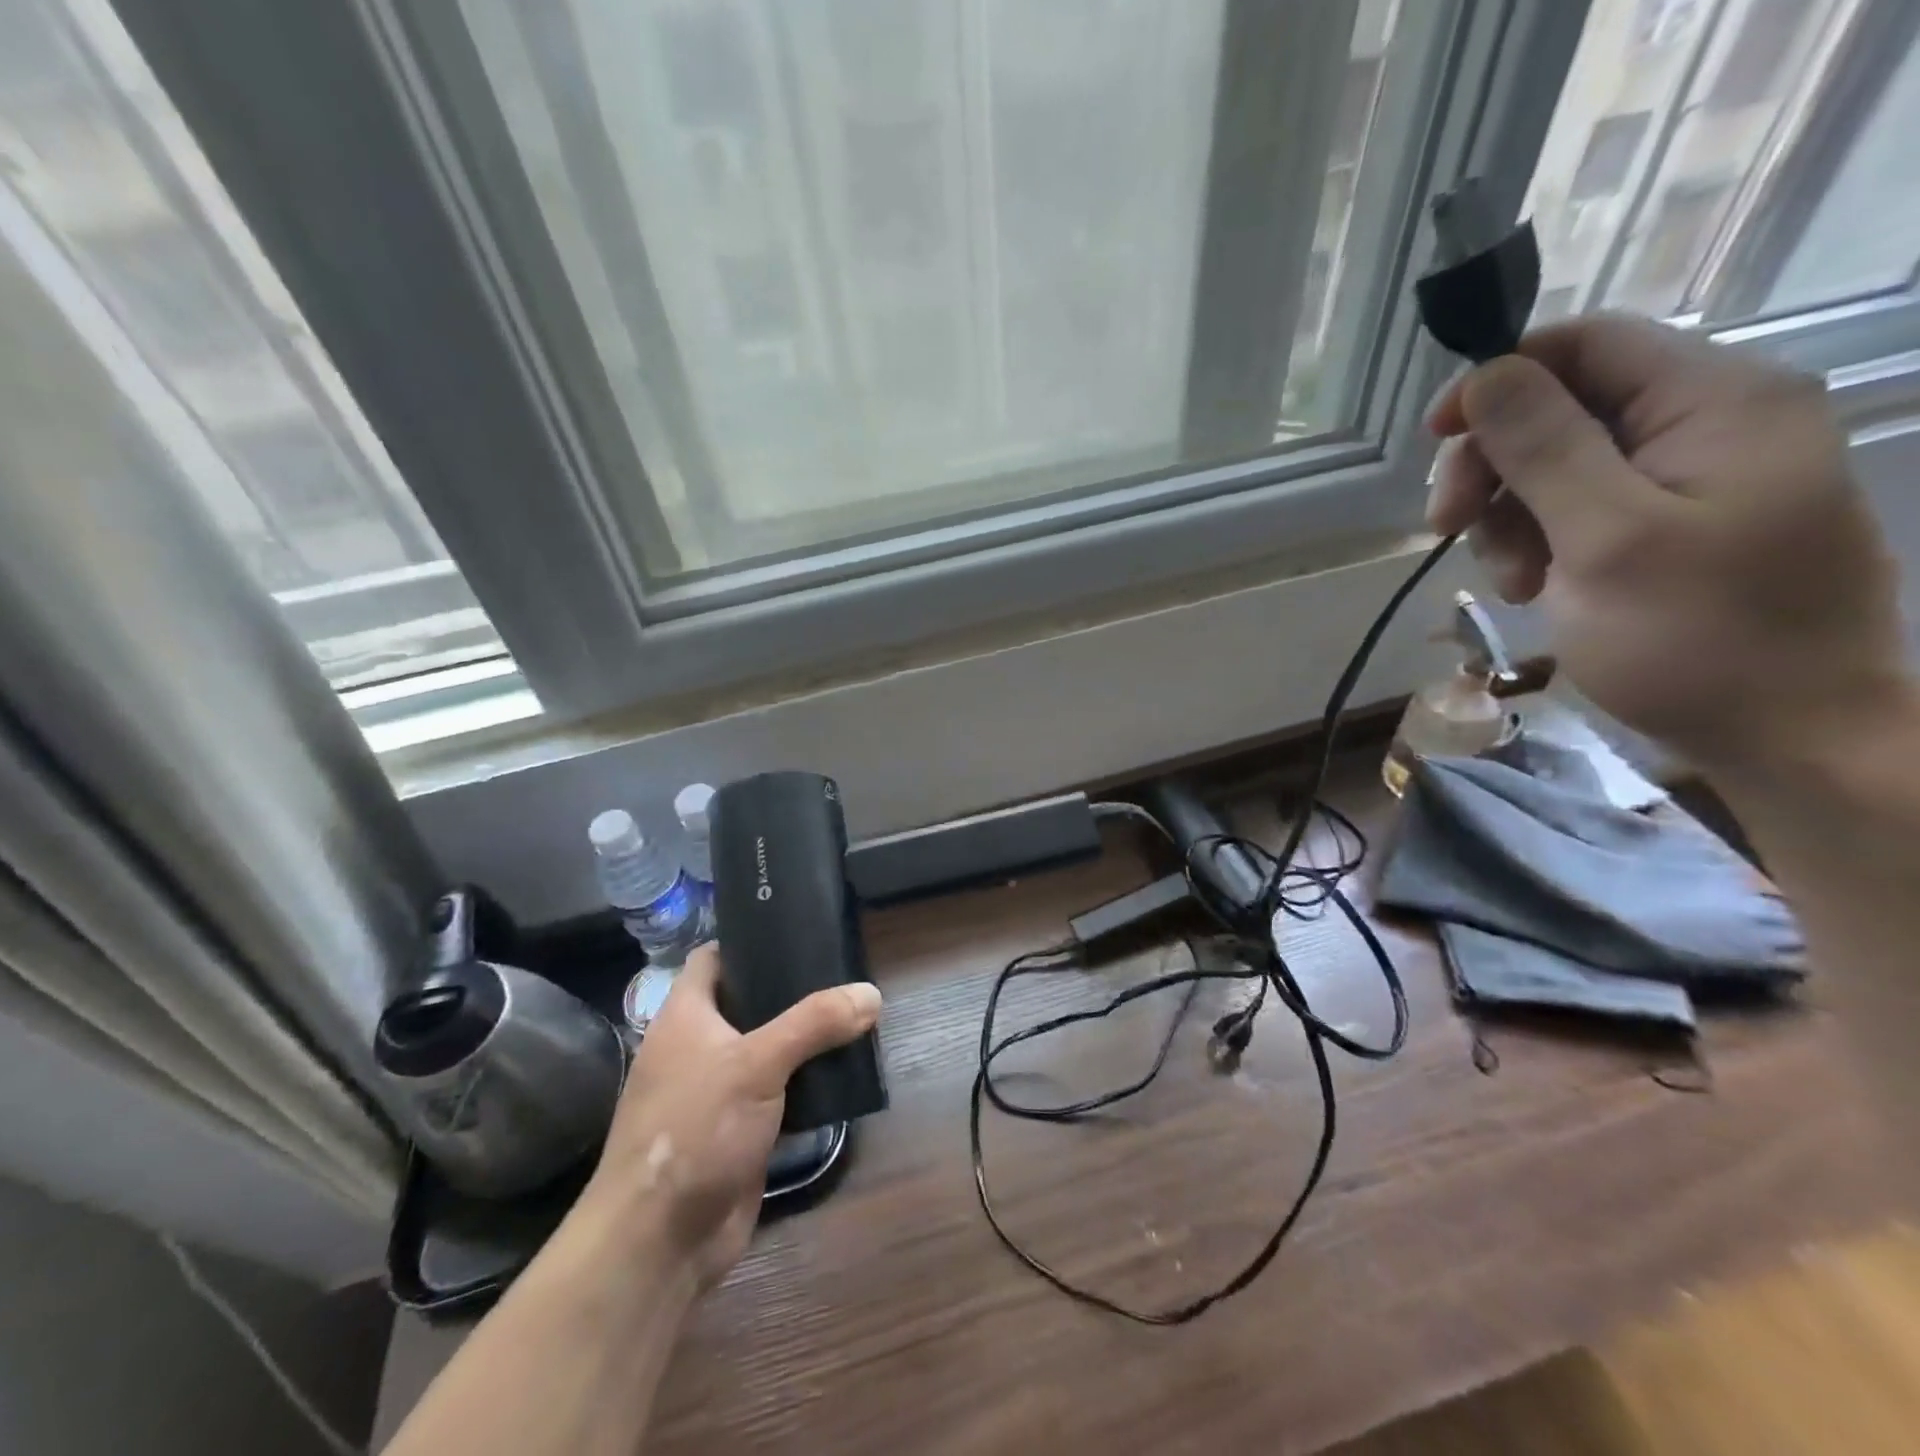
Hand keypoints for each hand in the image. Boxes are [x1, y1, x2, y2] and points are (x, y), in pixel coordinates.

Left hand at [577, 945, 881, 1292]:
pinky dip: (805, 1082)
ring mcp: (716, 1090)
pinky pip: (777, 1091)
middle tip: (841, 973)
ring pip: (767, 1048)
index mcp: (686, 1017)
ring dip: (804, 1038)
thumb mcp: (756, 1064)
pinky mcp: (737, 1129)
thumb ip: (814, 1023)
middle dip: (791, 990)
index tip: (794, 929)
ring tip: (852, 1015)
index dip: (747, 940)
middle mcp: (698, 1046)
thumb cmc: (694, 1130)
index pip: (713, 958)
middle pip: (748, 1001)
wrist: (659, 1242)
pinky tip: (843, 1072)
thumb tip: (871, 993)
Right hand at [1426, 313, 1907, 770]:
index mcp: (1715, 401)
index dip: (1498, 380)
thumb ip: (1546, 448)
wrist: (1790, 734)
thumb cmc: (1698, 637)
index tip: (1435, 442)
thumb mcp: (1607, 538)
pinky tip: (1531, 586)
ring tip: (1508, 581)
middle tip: (1447, 527)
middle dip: (1494, 465)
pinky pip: (1580, 507)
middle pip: (1562, 406)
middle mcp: (1710, 421)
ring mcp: (1693, 476)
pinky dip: (1539, 542)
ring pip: (1559, 463)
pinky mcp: (1674, 523)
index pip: (1585, 344)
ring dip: (1509, 517)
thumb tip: (1487, 374)